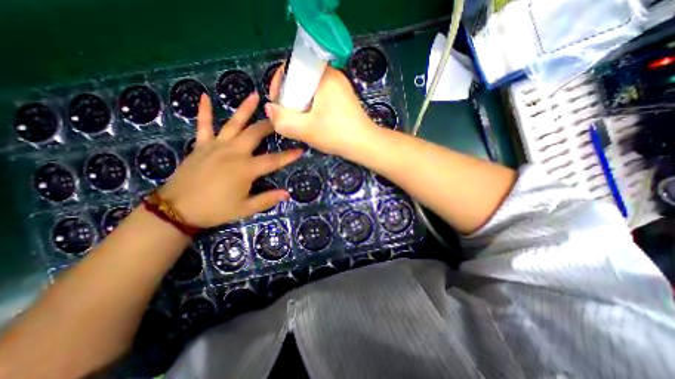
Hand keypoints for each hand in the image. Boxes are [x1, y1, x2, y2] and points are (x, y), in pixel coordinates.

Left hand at [158, 92, 299, 227]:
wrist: (177, 210)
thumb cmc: (216, 210)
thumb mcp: (245, 208)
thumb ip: (267, 199)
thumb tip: (287, 194)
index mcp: (246, 168)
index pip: (273, 160)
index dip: (289, 155)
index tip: (301, 149)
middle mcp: (233, 152)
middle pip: (255, 134)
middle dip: (270, 125)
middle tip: (281, 117)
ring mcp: (216, 146)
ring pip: (233, 124)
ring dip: (245, 109)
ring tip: (255, 96)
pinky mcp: (201, 146)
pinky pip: (203, 125)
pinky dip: (204, 111)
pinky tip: (204, 96)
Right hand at [265, 63, 378, 155]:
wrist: (365, 145)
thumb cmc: (337, 134)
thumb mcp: (305, 130)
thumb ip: (282, 120)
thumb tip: (269, 108)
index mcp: (324, 75)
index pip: (293, 67)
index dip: (280, 82)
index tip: (277, 101)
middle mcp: (334, 76)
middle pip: (302, 78)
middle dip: (290, 96)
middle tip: (288, 114)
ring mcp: (341, 88)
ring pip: (311, 90)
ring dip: (301, 104)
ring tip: (300, 120)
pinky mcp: (344, 99)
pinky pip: (321, 97)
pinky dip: (313, 107)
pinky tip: (313, 121)